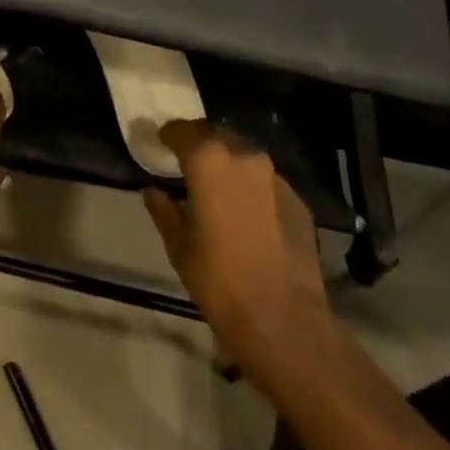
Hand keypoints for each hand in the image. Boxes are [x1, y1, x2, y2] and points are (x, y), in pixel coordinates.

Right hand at [143, 120, 328, 397]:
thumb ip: (163, 210)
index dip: (169, 135)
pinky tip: (246, 212)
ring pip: (244, 155)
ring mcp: (274, 176)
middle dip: (200, 143)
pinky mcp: (297, 199)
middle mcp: (243, 156)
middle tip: (187, 162)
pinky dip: (251, 186)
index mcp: (208, 160)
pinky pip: (266, 181)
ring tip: (217, 185)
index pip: (182, 130)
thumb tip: (153, 190)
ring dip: (227, 162)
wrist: (283, 319)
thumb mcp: (179, 246)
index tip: (161, 144)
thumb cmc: (219, 280)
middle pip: (216, 135)